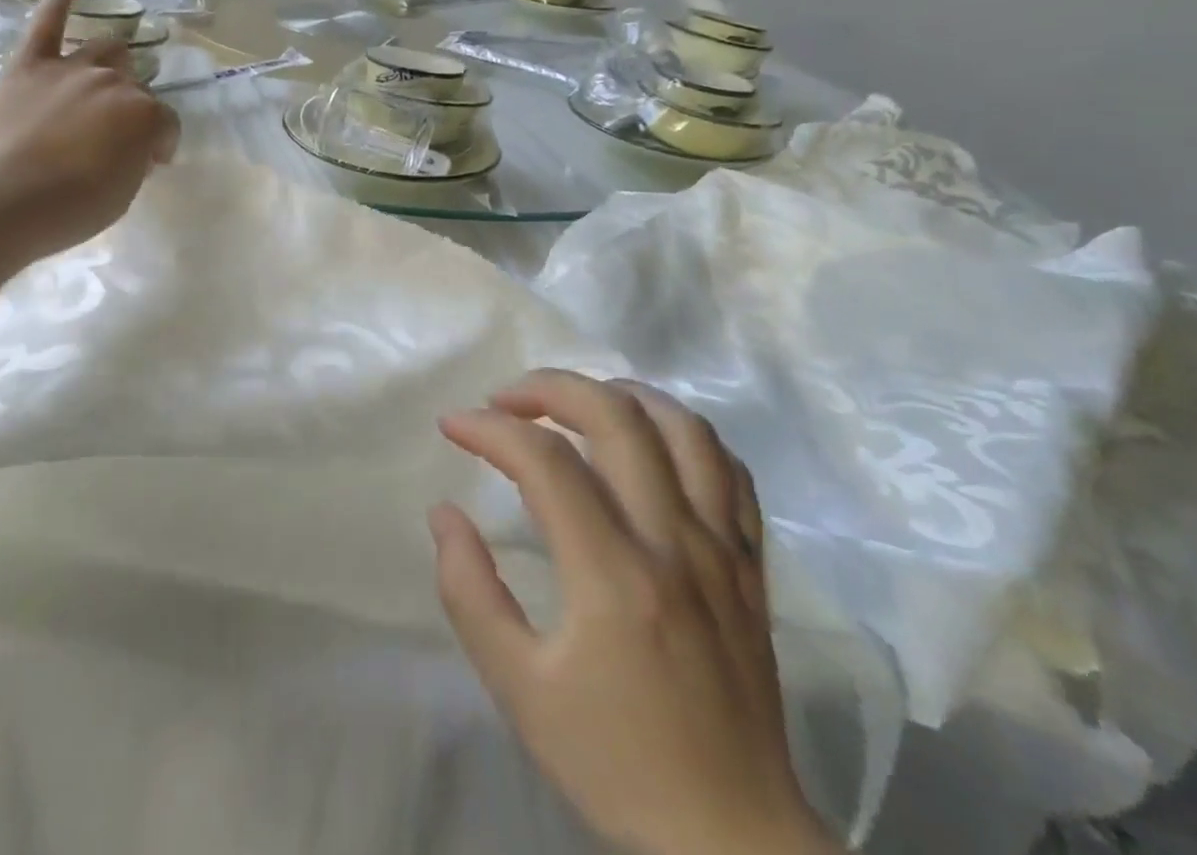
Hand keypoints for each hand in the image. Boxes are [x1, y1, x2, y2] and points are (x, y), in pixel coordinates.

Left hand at [0, 0, 180, 258]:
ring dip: (112, 61)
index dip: (162, 144)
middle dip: (133, 108)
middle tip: (116, 135)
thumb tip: (131, 147)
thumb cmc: (69, 209)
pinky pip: (49, 19)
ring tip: (107, 76)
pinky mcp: (30, 63)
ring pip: (106, 49)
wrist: (2, 198)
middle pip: (135, 85)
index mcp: (145, 116)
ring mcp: (72, 68)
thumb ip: (134, 161)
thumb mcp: (122, 195)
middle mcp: (115, 83)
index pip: (167, 124)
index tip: (153, 162)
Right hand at [431, 372, 838, 854]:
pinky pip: (729, 471)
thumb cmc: (616, 762)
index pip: (545, 461)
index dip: (488, 429)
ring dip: (619, 395)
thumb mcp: (518, 689)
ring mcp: (723, 551)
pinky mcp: (751, 567)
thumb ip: (470, 592)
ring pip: (683, 428)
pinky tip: (646, 442)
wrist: (735, 843)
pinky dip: (682, 434)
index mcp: (615, 577)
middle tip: (504, 400)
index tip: (452, 426)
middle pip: (617, 417)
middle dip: (549, 387)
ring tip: (573, 403)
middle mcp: (675, 544)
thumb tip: (445, 513)